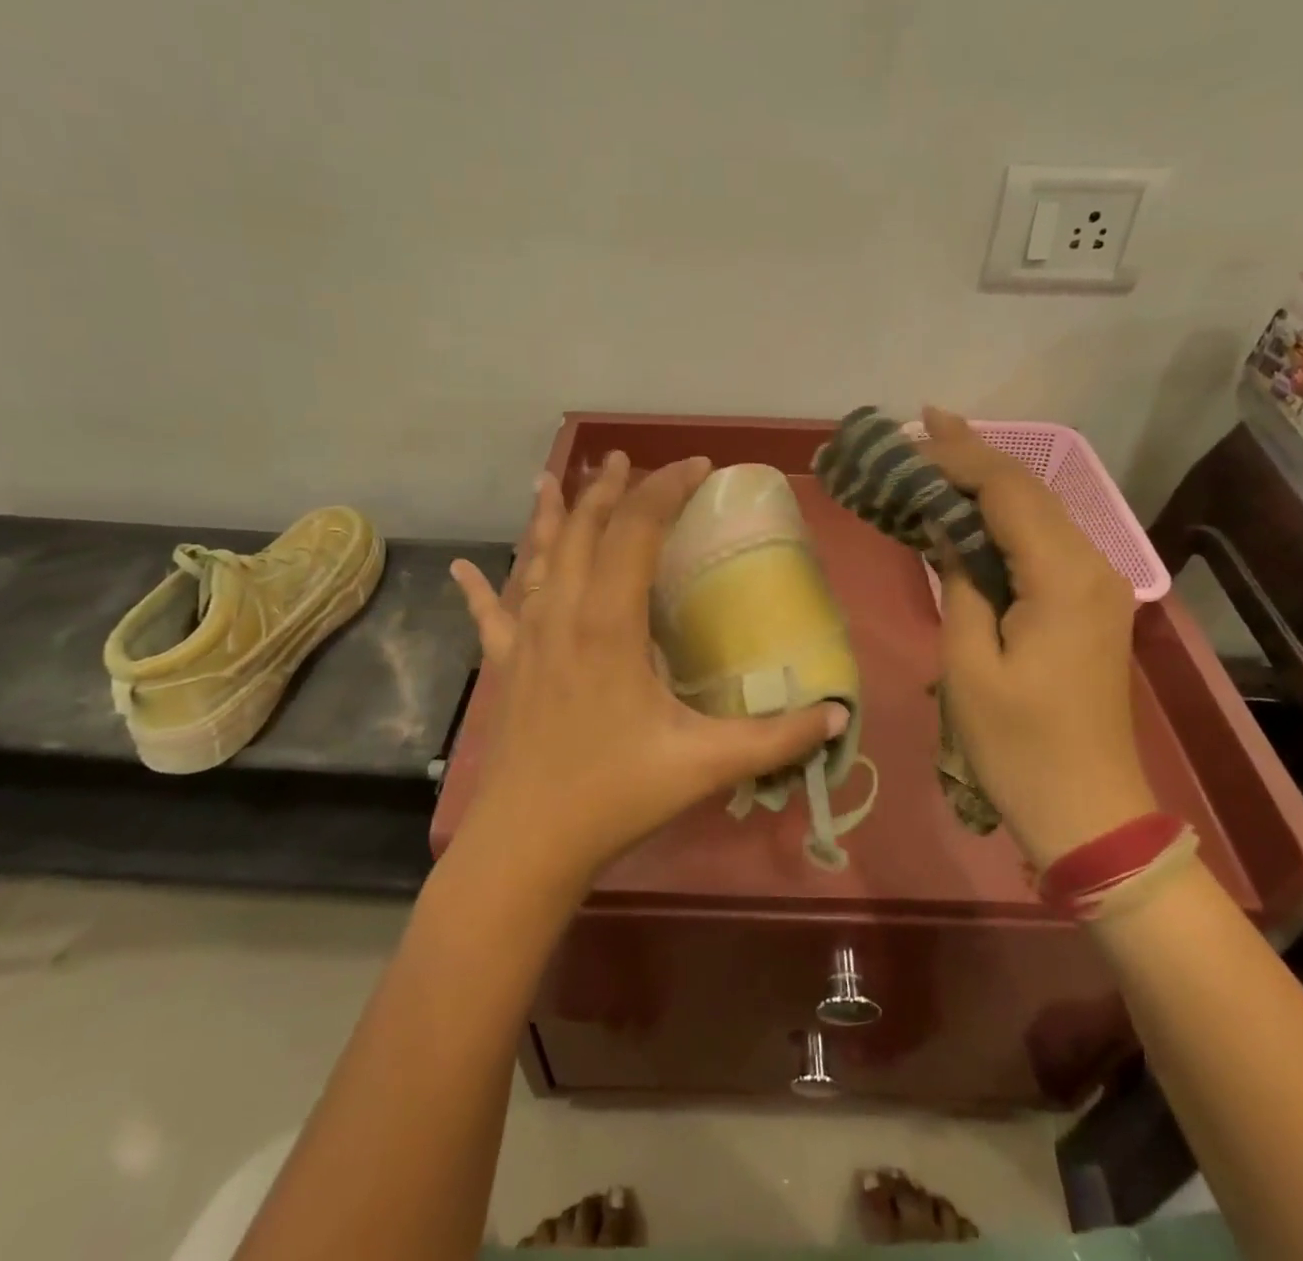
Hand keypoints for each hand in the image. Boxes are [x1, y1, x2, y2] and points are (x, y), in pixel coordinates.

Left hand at [449, 452, 847, 895]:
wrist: (527, 845)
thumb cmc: (615, 795)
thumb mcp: (705, 764)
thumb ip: (777, 737)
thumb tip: (840, 716)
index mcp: (610, 623)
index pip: (637, 529)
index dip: (666, 489)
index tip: (697, 466)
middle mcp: (563, 614)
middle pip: (584, 530)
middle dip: (606, 488)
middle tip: (623, 457)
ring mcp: (527, 638)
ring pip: (537, 558)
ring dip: (550, 516)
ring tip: (551, 478)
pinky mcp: (506, 667)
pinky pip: (491, 614)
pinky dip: (480, 586)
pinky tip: (462, 566)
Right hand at [922, 407, 1156, 863]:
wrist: (1090, 809)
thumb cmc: (1018, 744)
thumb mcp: (969, 663)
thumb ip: (960, 582)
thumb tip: (948, 532)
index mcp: (1062, 576)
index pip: (1007, 491)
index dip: (957, 458)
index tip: (910, 439)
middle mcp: (1092, 565)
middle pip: (1030, 490)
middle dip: (975, 453)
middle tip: (923, 422)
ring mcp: (1098, 584)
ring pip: (1040, 511)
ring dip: (990, 479)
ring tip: (942, 448)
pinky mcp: (1091, 603)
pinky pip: (1045, 541)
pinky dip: (1006, 515)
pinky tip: (975, 504)